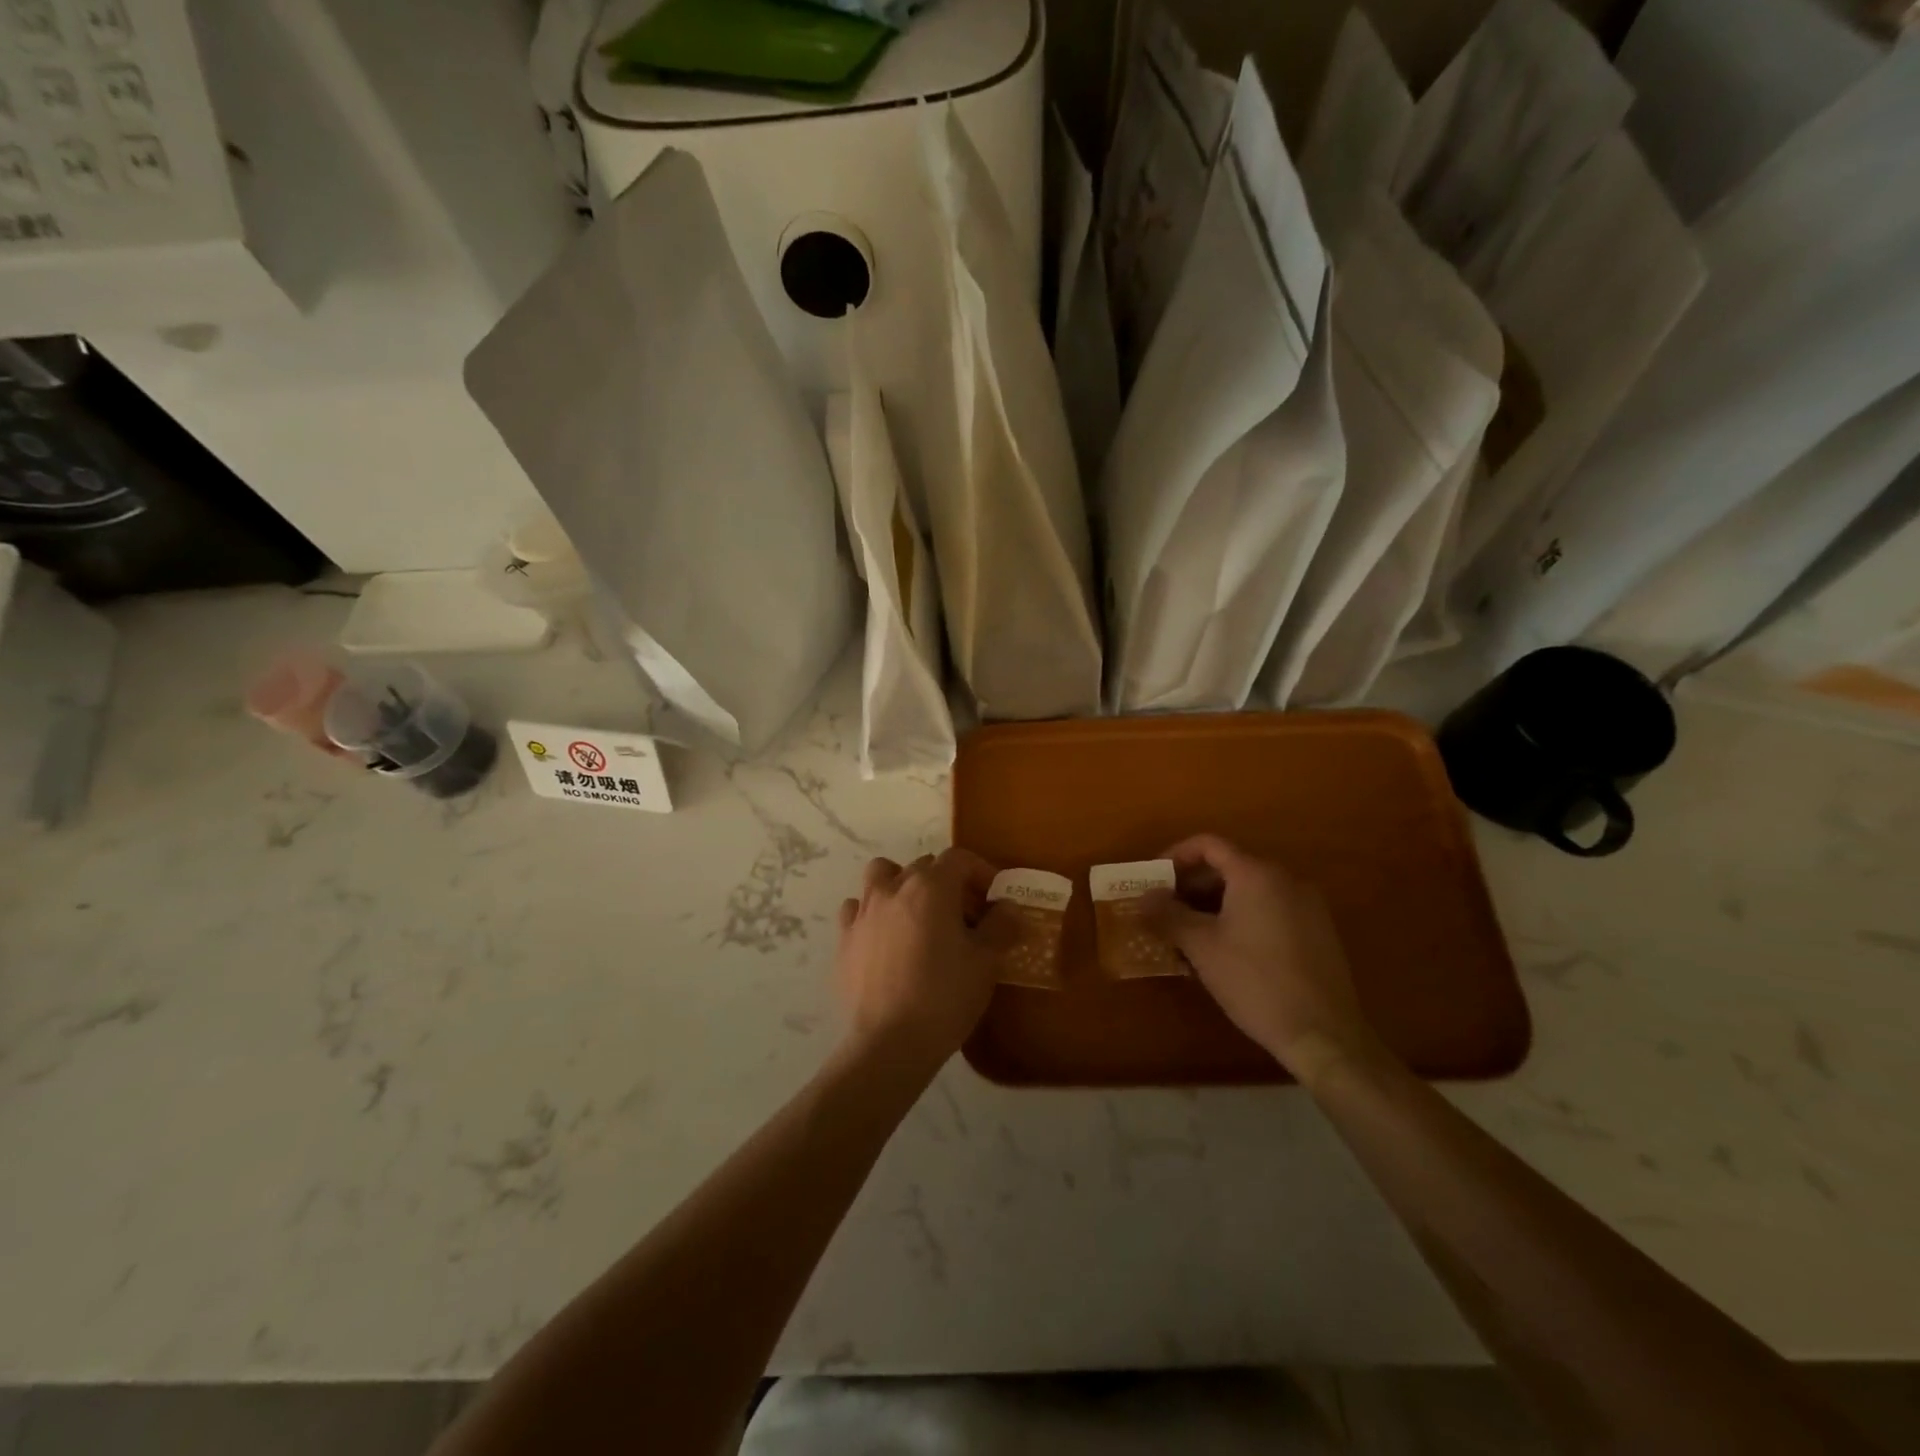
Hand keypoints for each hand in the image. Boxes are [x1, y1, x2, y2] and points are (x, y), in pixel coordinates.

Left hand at [835, 848, 1004, 1069]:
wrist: (889, 1043)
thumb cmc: (945, 996)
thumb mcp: (986, 961)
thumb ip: (1001, 926)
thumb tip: (1008, 907)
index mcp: (931, 887)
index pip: (959, 859)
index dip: (981, 872)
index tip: (995, 899)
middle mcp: (894, 888)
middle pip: (924, 866)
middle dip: (948, 882)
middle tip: (965, 915)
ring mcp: (864, 912)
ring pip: (882, 876)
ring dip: (902, 885)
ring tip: (918, 916)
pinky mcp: (844, 939)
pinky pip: (857, 909)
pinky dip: (873, 914)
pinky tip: (885, 938)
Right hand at [1144, 834, 1382, 1082]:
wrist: (1324, 1034)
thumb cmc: (1255, 981)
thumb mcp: (1202, 947)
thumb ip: (1168, 915)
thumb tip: (1143, 898)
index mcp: (1256, 874)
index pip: (1209, 845)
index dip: (1175, 855)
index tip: (1154, 879)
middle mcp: (1285, 879)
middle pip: (1230, 867)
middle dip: (1193, 885)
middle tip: (1166, 909)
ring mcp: (1308, 906)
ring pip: (1250, 891)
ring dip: (1215, 904)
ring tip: (1190, 934)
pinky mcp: (1319, 932)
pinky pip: (1271, 910)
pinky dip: (1243, 918)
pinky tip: (1226, 951)